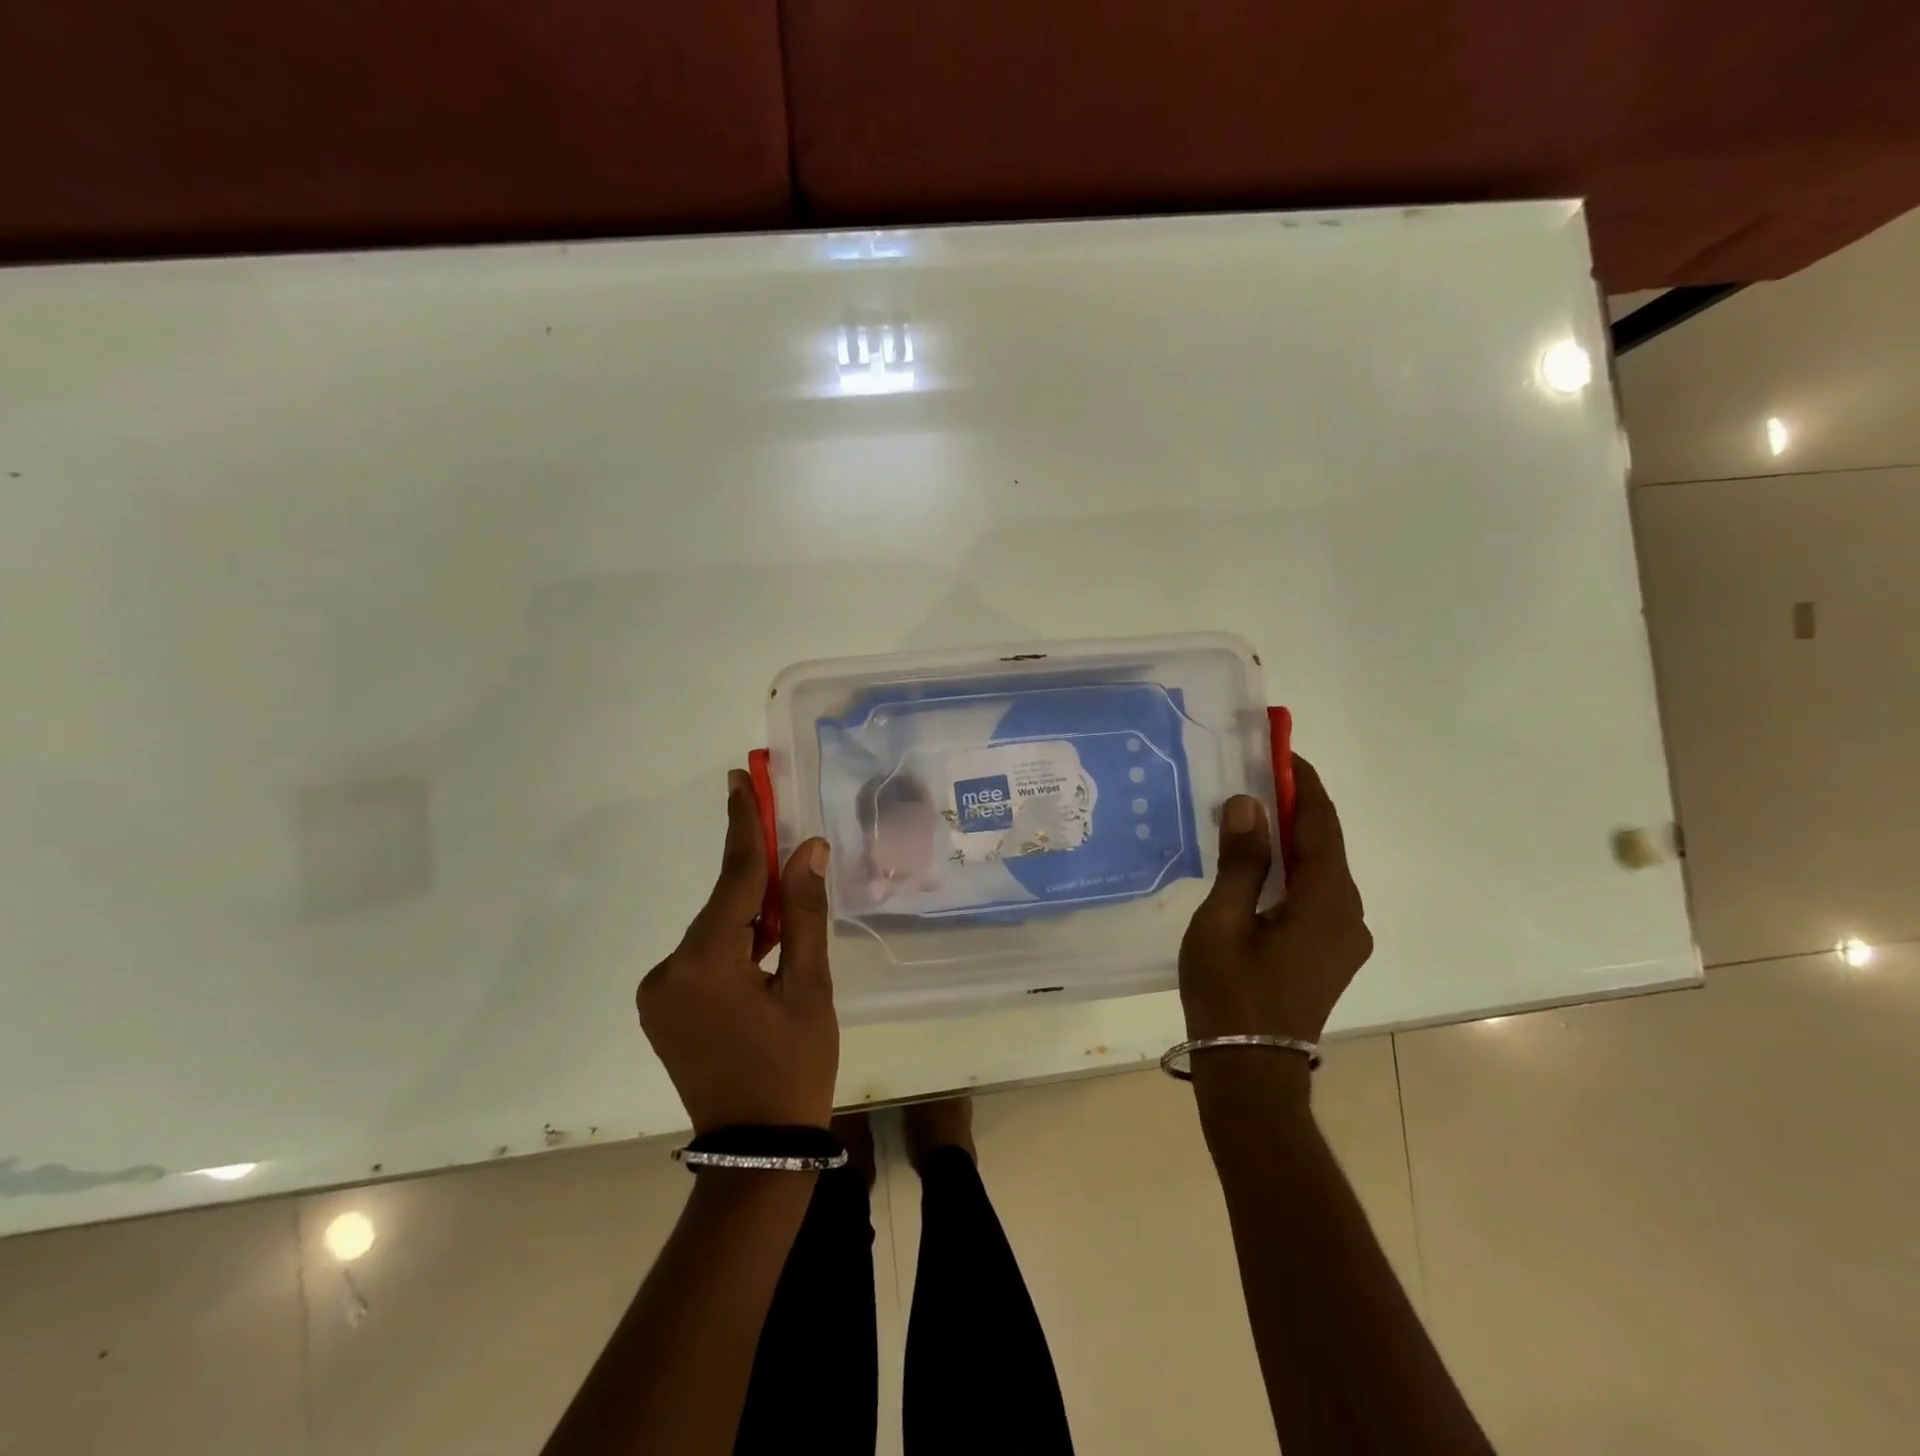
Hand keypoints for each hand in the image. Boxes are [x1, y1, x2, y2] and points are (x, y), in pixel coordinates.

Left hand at [637, 770, 837, 1133]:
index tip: (738, 780)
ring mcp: (658, 993)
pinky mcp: (661, 1008)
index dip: (744, 825)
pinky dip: (732, 945)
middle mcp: (669, 971)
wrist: (756, 1149)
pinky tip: (761, 962)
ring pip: (713, 931)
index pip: (733, 877)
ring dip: (748, 920)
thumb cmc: (795, 1067)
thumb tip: (807, 849)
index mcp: (707, 963)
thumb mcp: (810, 987)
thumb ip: (804, 913)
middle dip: (757, 881)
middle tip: (790, 852)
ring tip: (784, 938)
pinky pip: (702, 956)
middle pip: (722, 905)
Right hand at [1179, 755, 1371, 1043]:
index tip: (1281, 750)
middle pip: (1325, 846)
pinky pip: (1316, 895)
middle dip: (1295, 807)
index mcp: (1328, 902)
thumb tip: (1248, 804)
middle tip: (1256, 775)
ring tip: (1252, 812)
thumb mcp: (1224, 920)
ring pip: (1321, 872)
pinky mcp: (1330, 954)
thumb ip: (1241, 861)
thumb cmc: (1230, 992)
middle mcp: (1349, 914)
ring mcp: (1344, 938)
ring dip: (1292, 839)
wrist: (1250, 1070)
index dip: (1303, 784)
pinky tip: (1261, 865)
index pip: (1321, 825)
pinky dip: (1292, 870)